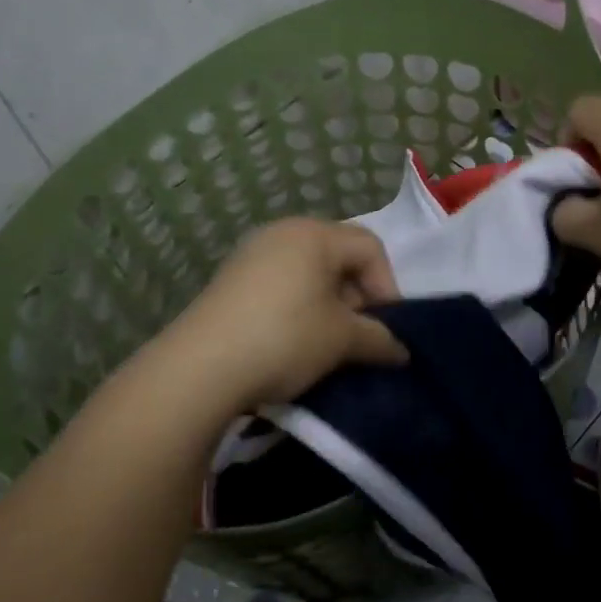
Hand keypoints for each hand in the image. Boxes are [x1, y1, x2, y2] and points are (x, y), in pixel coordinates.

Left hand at [164, 218, 407, 410]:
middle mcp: (281, 232)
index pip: (369, 247)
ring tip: (327, 343)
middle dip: (357, 296)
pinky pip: (279, 284)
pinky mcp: (229, 280)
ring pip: (308, 272)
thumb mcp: (342, 340)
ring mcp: (250, 254)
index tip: (385, 327)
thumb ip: (379, 339)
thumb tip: (402, 351)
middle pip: (338, 256)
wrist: (199, 369)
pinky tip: (292, 342)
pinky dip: (298, 307)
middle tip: (358, 335)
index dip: (387, 286)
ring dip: (328, 305)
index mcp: (313, 234)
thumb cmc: (285, 338)